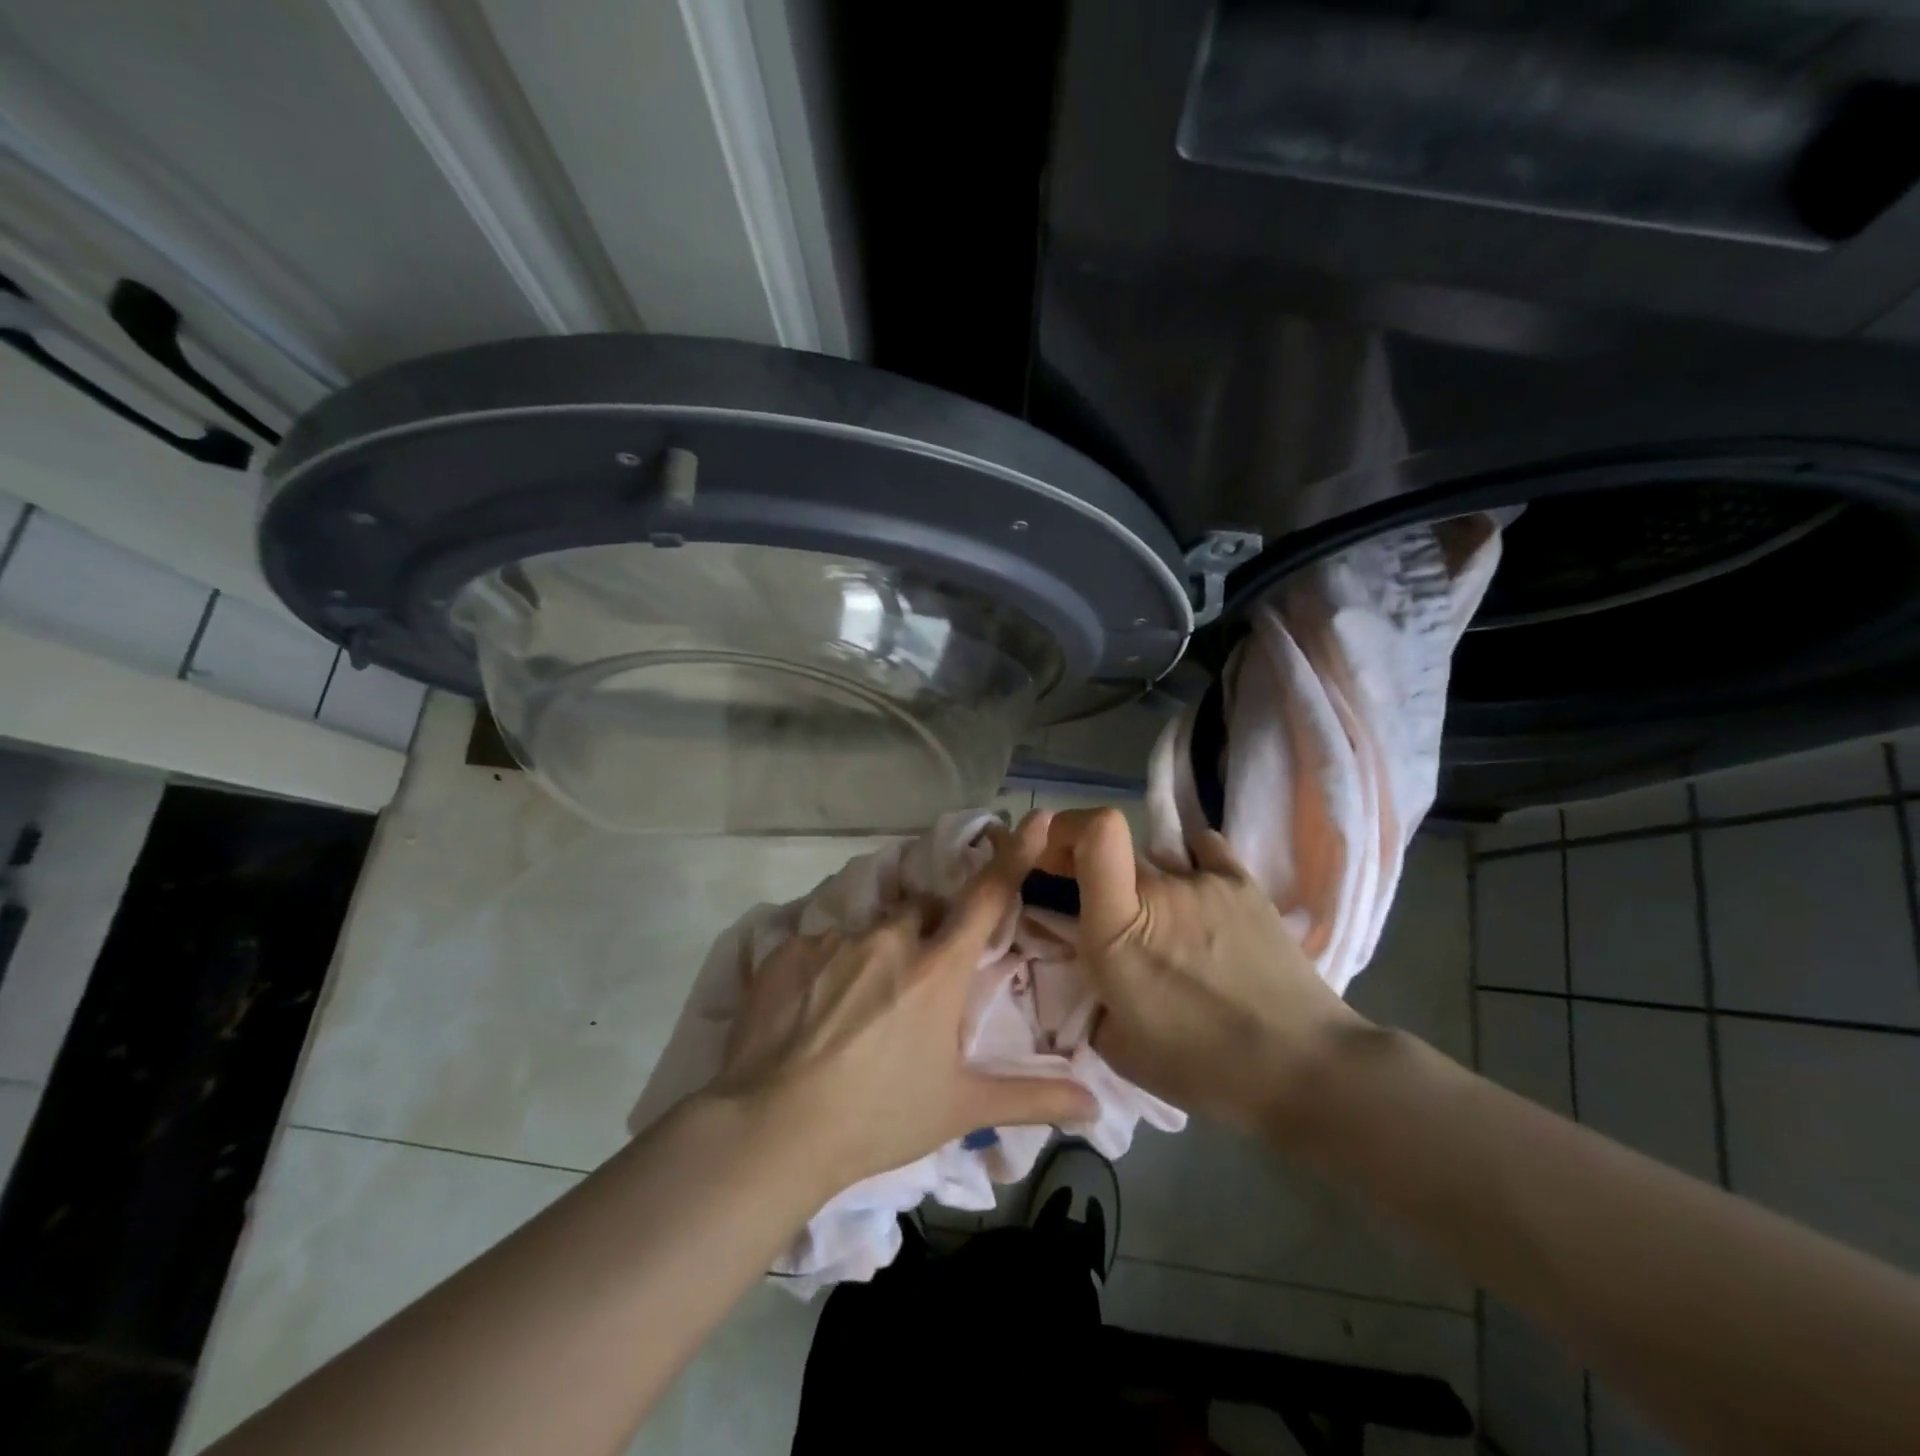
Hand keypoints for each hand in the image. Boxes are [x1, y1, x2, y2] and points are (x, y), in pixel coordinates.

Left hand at [711, 815, 1096, 1191]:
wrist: (773, 1130)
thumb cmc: (879, 1117)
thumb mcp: (960, 1108)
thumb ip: (1032, 1097)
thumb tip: (1096, 1106)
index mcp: (937, 969)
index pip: (986, 896)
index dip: (1014, 855)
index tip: (1036, 818)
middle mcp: (890, 939)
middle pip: (921, 911)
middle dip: (928, 932)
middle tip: (916, 984)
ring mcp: (835, 940)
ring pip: (868, 930)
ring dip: (874, 954)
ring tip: (856, 1009)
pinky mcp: (788, 950)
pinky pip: (819, 946)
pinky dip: (826, 968)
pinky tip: (812, 1012)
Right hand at [1038, 808, 1368, 1134]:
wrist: (1303, 1070)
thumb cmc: (1203, 1069)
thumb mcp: (1117, 1044)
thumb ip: (1087, 994)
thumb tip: (1083, 964)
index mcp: (1117, 931)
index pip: (1093, 833)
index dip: (1064, 828)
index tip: (1051, 853)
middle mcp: (1160, 890)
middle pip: (1112, 848)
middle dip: (1091, 865)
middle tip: (1103, 906)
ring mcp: (1206, 881)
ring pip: (1155, 859)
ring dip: (1145, 883)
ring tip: (1167, 925)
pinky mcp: (1244, 883)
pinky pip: (1203, 851)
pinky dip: (1191, 864)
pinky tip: (1200, 896)